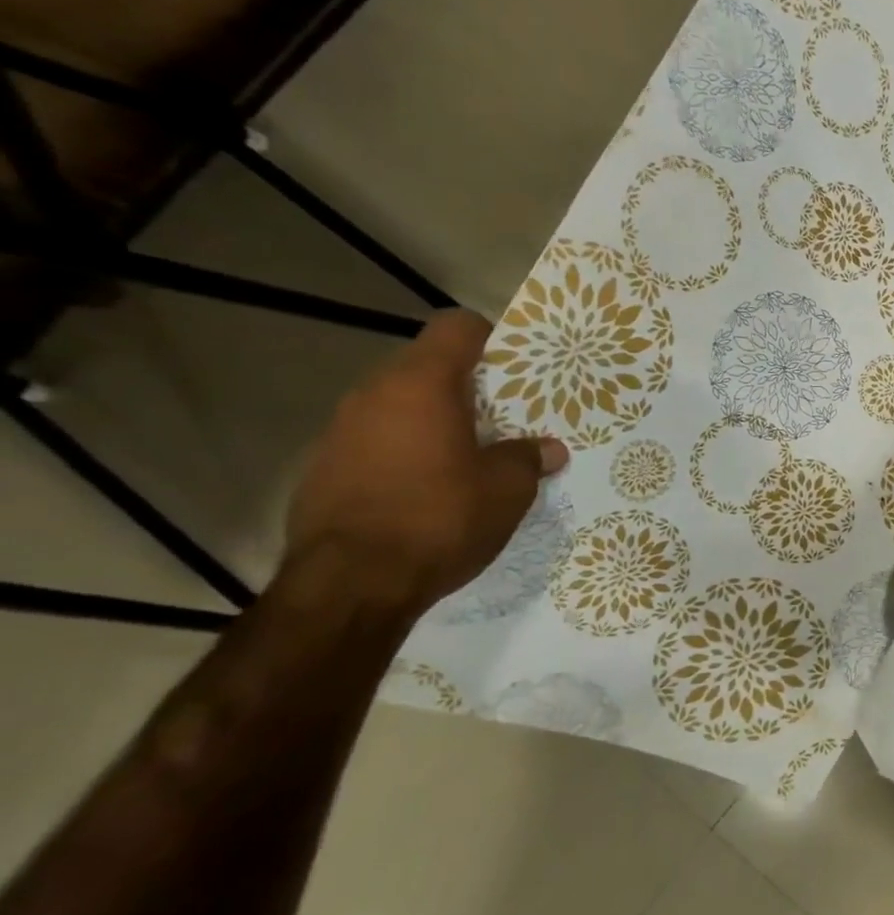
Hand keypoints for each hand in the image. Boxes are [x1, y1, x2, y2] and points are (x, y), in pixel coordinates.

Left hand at [286, 311, 568, 615]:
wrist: (349, 585)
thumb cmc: (439, 519)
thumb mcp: (506, 490)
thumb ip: (527, 458)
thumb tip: (547, 448)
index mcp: (421, 385)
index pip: (457, 328)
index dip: (493, 339)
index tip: (520, 370)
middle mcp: (374, 394)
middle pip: (428, 367)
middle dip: (469, 388)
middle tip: (508, 420)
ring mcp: (341, 431)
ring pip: (401, 406)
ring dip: (437, 422)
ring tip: (473, 457)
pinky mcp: (325, 468)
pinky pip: (378, 441)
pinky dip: (408, 452)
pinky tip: (431, 490)